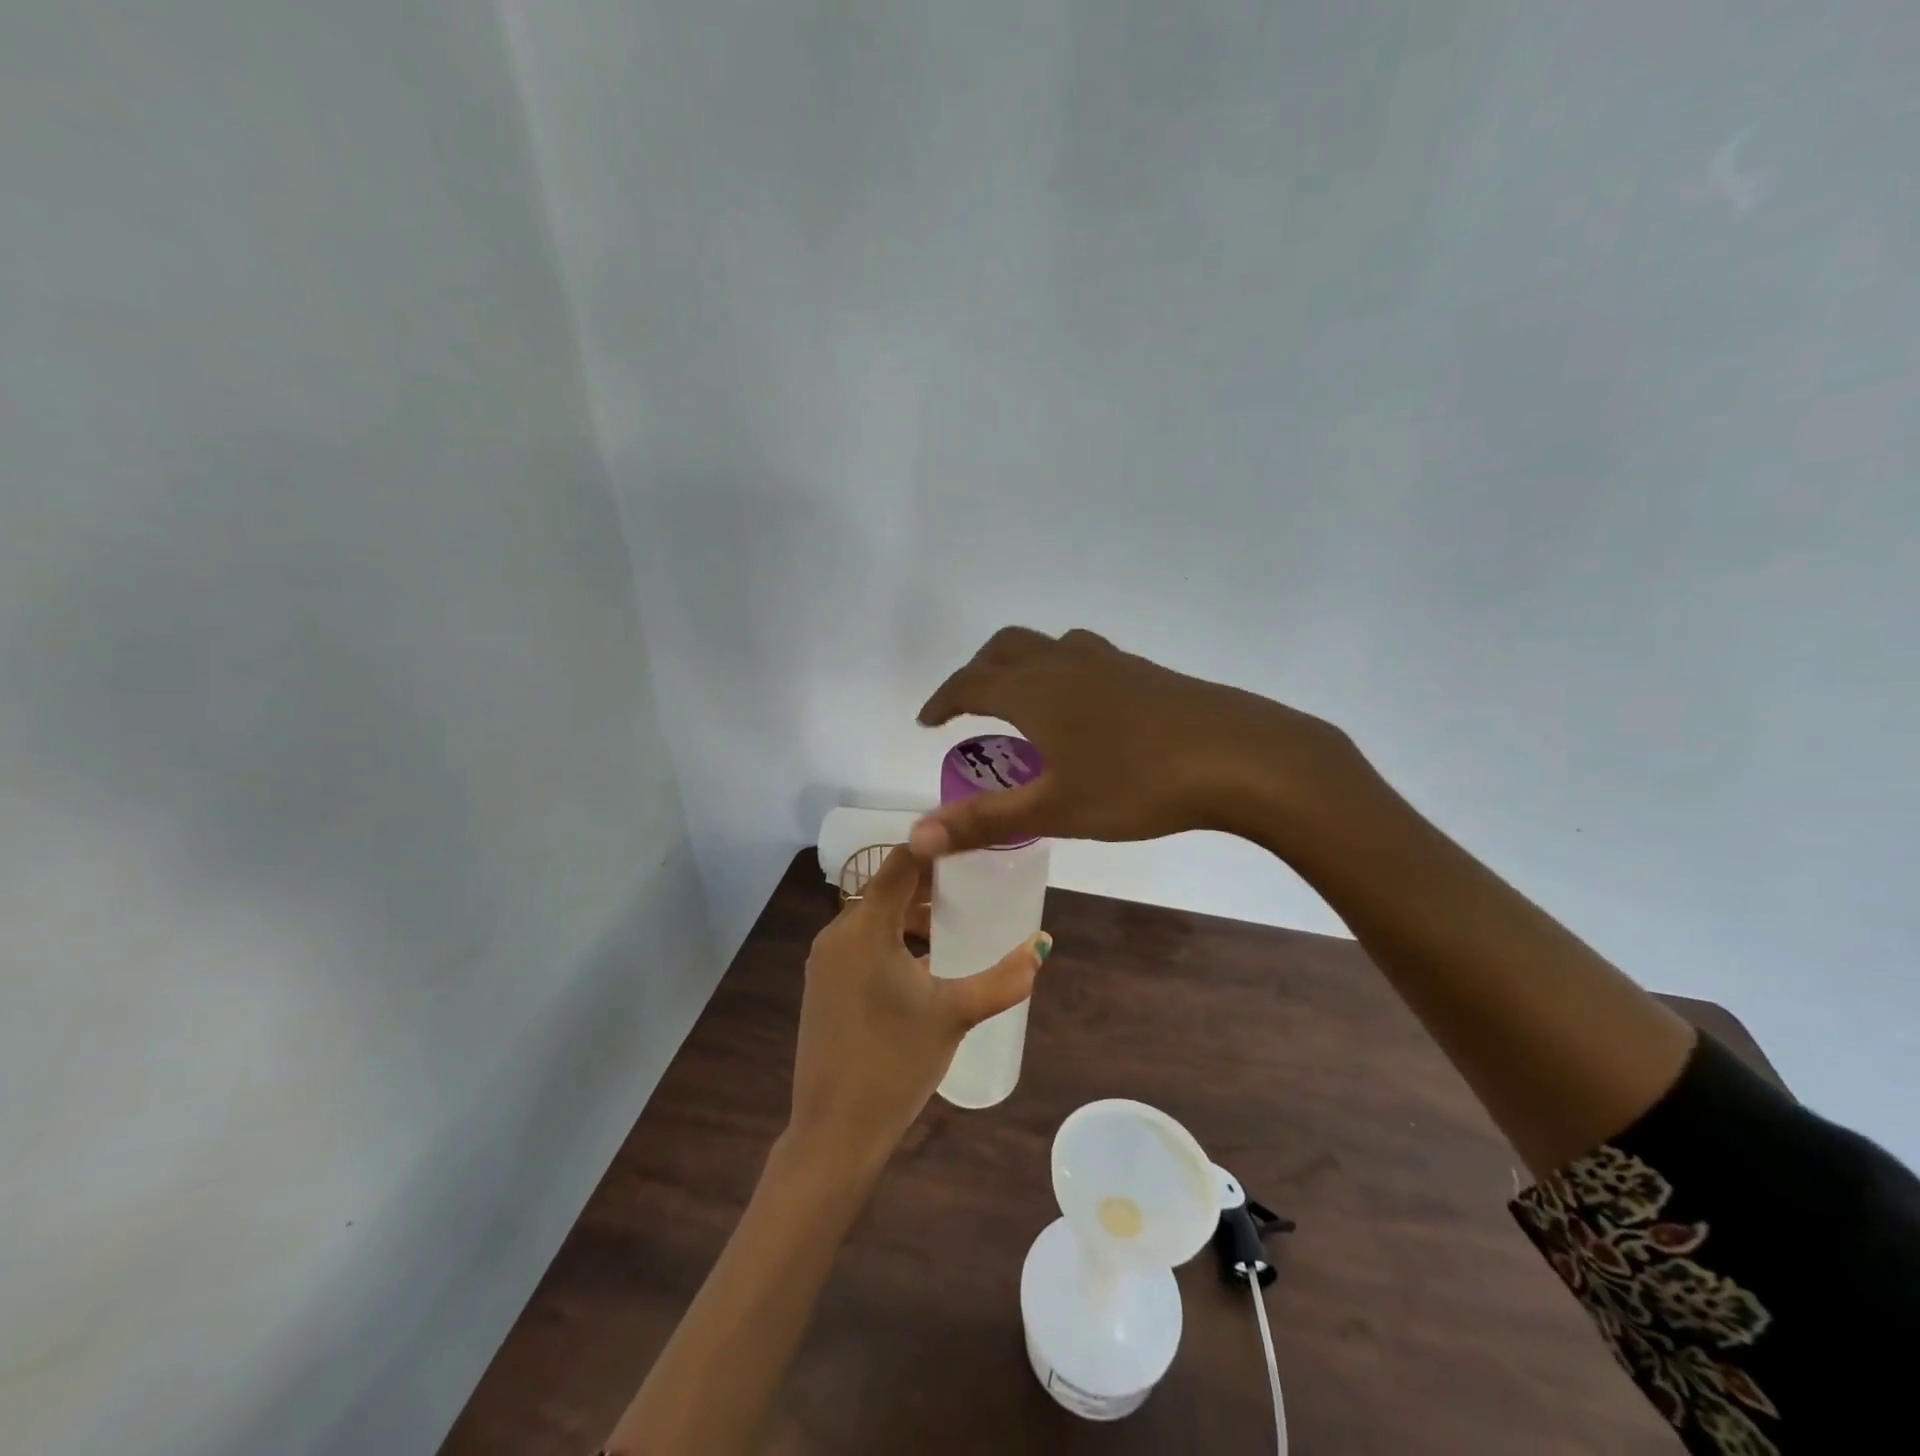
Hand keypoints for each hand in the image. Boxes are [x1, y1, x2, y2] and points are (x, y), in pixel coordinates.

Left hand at [788, 845, 1052, 1168]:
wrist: (833, 1132)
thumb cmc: (895, 1063)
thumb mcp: (956, 1014)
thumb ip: (1004, 979)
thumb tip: (1042, 946)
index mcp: (866, 927)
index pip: (901, 862)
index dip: (935, 847)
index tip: (970, 842)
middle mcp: (837, 933)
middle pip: (886, 888)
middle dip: (928, 883)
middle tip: (972, 882)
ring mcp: (825, 960)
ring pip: (873, 917)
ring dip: (909, 914)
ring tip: (952, 923)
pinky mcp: (822, 985)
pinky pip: (860, 943)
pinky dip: (891, 939)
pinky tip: (922, 963)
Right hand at [913, 627, 1361, 856]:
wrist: (1240, 757)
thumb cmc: (1137, 784)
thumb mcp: (1056, 809)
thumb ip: (984, 821)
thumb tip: (916, 837)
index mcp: (1035, 690)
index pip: (970, 683)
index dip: (943, 700)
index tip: (927, 720)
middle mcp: (1066, 664)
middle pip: (1005, 648)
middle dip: (978, 672)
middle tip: (968, 704)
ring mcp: (1111, 662)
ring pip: (1049, 647)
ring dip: (1022, 665)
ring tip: (1023, 702)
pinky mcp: (1146, 672)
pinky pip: (1086, 658)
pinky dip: (1063, 673)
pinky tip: (1085, 709)